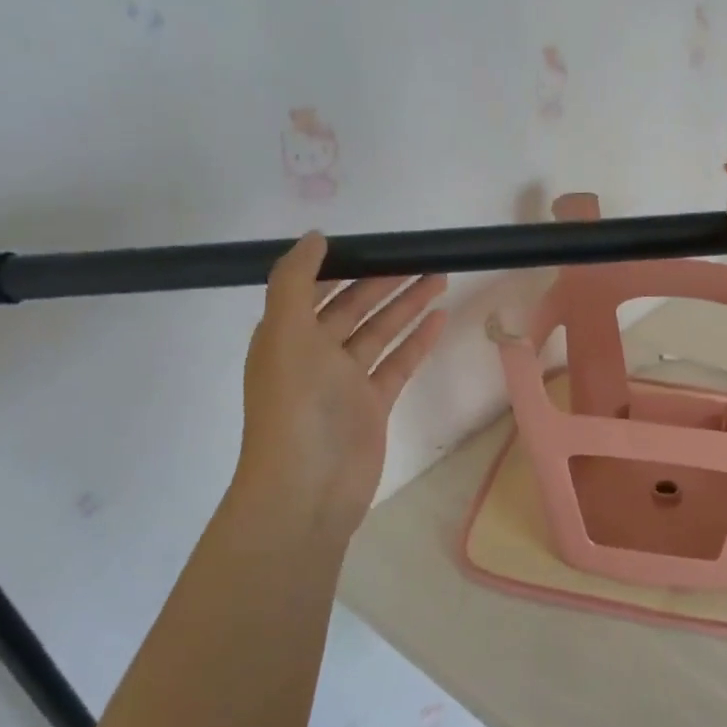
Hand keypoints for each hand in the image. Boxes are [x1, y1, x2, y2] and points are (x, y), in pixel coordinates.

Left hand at [228, 232, 448, 550]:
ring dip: (406, 305)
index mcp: (286, 335)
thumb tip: (315, 237)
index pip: (316, 288)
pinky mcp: (372, 404)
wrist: (307, 488)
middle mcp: (314, 354)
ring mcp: (346, 381)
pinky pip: (398, 363)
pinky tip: (440, 318)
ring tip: (439, 276)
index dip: (342, 264)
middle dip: (383, 280)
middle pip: (353, 307)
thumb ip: (296, 282)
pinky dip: (417, 340)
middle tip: (420, 256)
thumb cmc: (295, 407)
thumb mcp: (286, 334)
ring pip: (380, 331)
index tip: (376, 243)